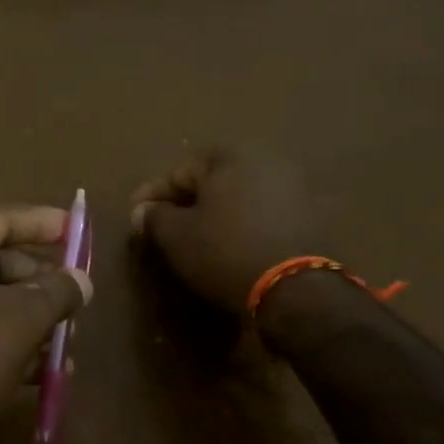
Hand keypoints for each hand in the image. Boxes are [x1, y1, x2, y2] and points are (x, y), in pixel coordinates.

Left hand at [0, 205, 91, 443]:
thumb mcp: (19, 322)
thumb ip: (56, 292)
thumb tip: (81, 280)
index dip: (39, 223)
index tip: (74, 228)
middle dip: (36, 281)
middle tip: (74, 295)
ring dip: (25, 317)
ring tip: (64, 338)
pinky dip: (0, 340)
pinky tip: (39, 368)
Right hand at [130, 148, 327, 313]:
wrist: (294, 287)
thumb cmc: (224, 251)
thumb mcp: (176, 235)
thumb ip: (153, 217)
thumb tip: (142, 211)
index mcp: (231, 156)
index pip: (179, 172)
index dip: (152, 196)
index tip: (134, 217)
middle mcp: (266, 161)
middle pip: (212, 182)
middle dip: (185, 202)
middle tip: (164, 228)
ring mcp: (293, 188)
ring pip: (238, 199)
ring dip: (215, 215)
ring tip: (195, 239)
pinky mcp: (309, 217)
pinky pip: (261, 216)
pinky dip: (240, 227)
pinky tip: (228, 247)